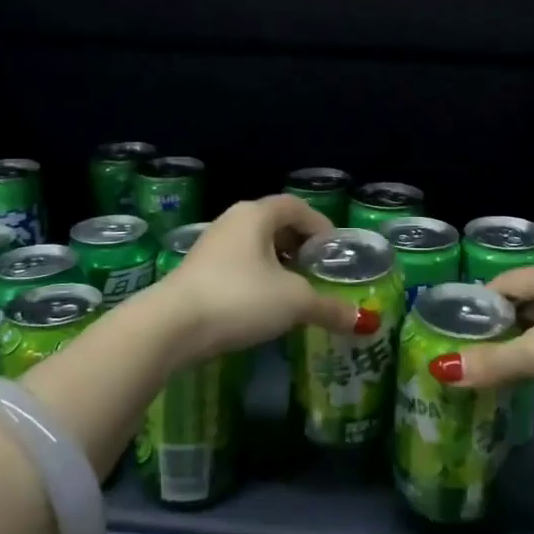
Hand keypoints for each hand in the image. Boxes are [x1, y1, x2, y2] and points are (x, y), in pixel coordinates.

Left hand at [156, 195, 368, 359]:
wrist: (170, 327)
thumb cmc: (240, 298)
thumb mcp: (294, 302)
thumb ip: (330, 307)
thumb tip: (364, 322)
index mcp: (256, 215)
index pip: (296, 206)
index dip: (320, 224)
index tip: (335, 250)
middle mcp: (232, 222)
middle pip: (275, 224)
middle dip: (300, 245)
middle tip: (318, 270)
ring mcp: (210, 247)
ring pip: (255, 247)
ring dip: (278, 264)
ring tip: (296, 290)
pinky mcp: (196, 272)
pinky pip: (237, 266)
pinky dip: (257, 278)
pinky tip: (264, 305)